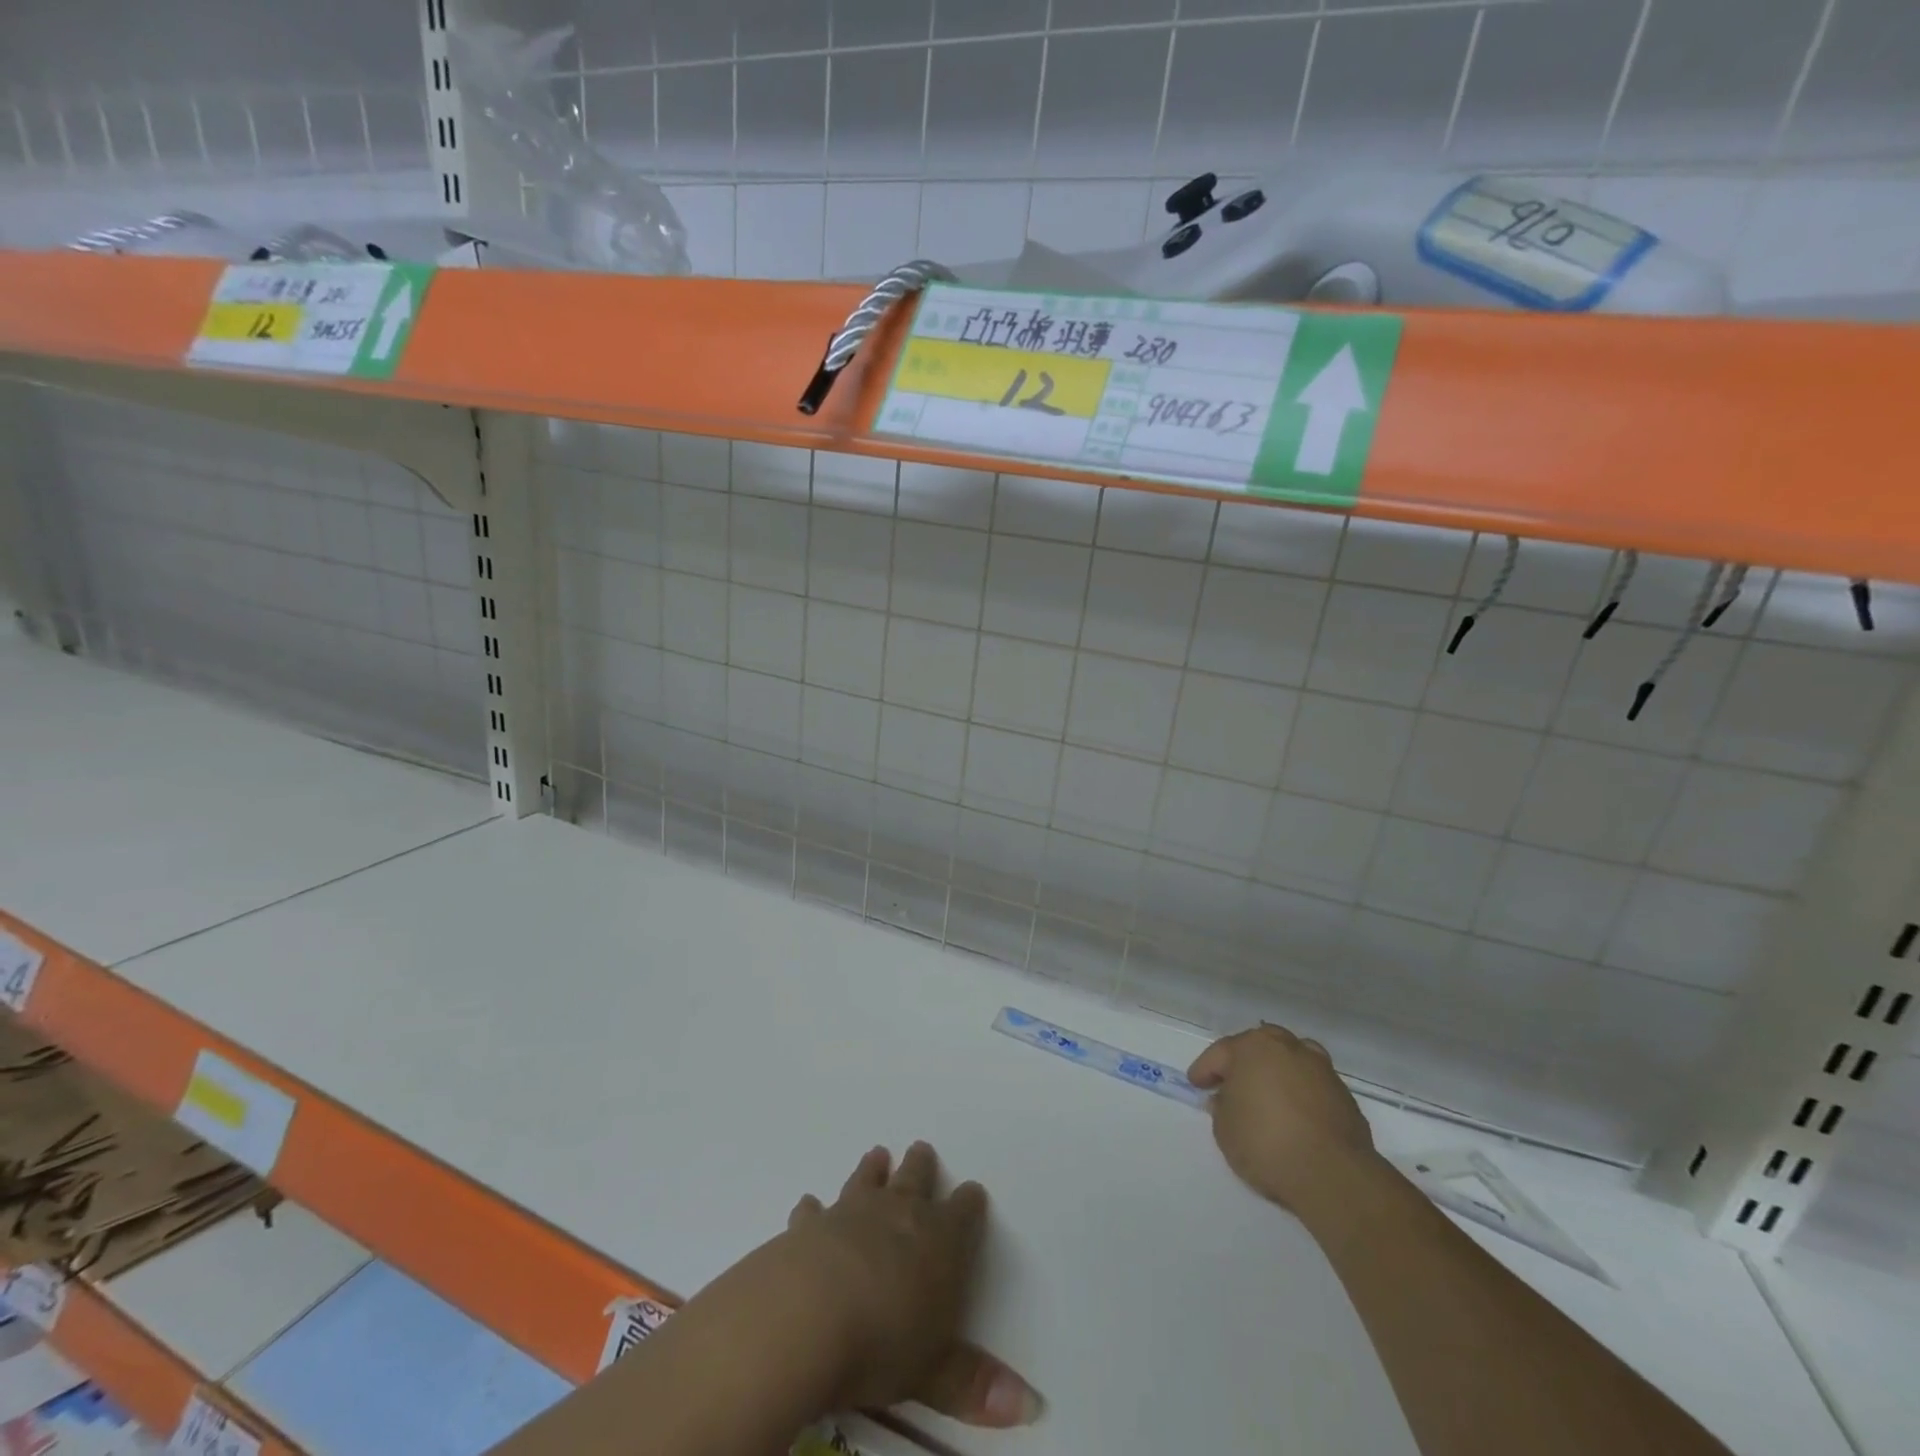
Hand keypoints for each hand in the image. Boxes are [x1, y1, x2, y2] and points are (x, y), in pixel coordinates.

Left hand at [783, 1142, 1041, 1427]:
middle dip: (921, 1167)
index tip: (973, 1193)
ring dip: (873, 1170)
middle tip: (921, 1149)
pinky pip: (814, 1211)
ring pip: (867, 1181)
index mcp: (939, 1240)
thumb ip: (975, 1384)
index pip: (963, 1212)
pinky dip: (813, 1208)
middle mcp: (898, 1213)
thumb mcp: (935, 1372)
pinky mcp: (809, 1226)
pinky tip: (809, 1204)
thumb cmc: (883, 1342)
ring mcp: (851, 1213)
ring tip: (877, 1155)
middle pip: (915, 1179)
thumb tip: (1029, 1405)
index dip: (970, 1203)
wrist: (807, 1314)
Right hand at [1188, 1024, 1380, 1216]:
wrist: (1333, 1175)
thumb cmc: (1266, 1143)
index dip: (1205, 1070)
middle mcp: (1288, 1047)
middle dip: (1244, 1062)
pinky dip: (1300, 1093)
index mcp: (1254, 1046)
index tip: (1196, 1084)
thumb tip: (1230, 1098)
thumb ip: (1222, 1107)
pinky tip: (1295, 1116)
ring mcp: (1321, 1069)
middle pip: (1260, 1047)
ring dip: (1277, 1073)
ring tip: (1269, 1096)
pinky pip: (1312, 1086)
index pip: (1220, 1053)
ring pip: (1291, 1061)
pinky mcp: (1344, 1096)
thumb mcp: (1225, 1129)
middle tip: (1232, 1084)